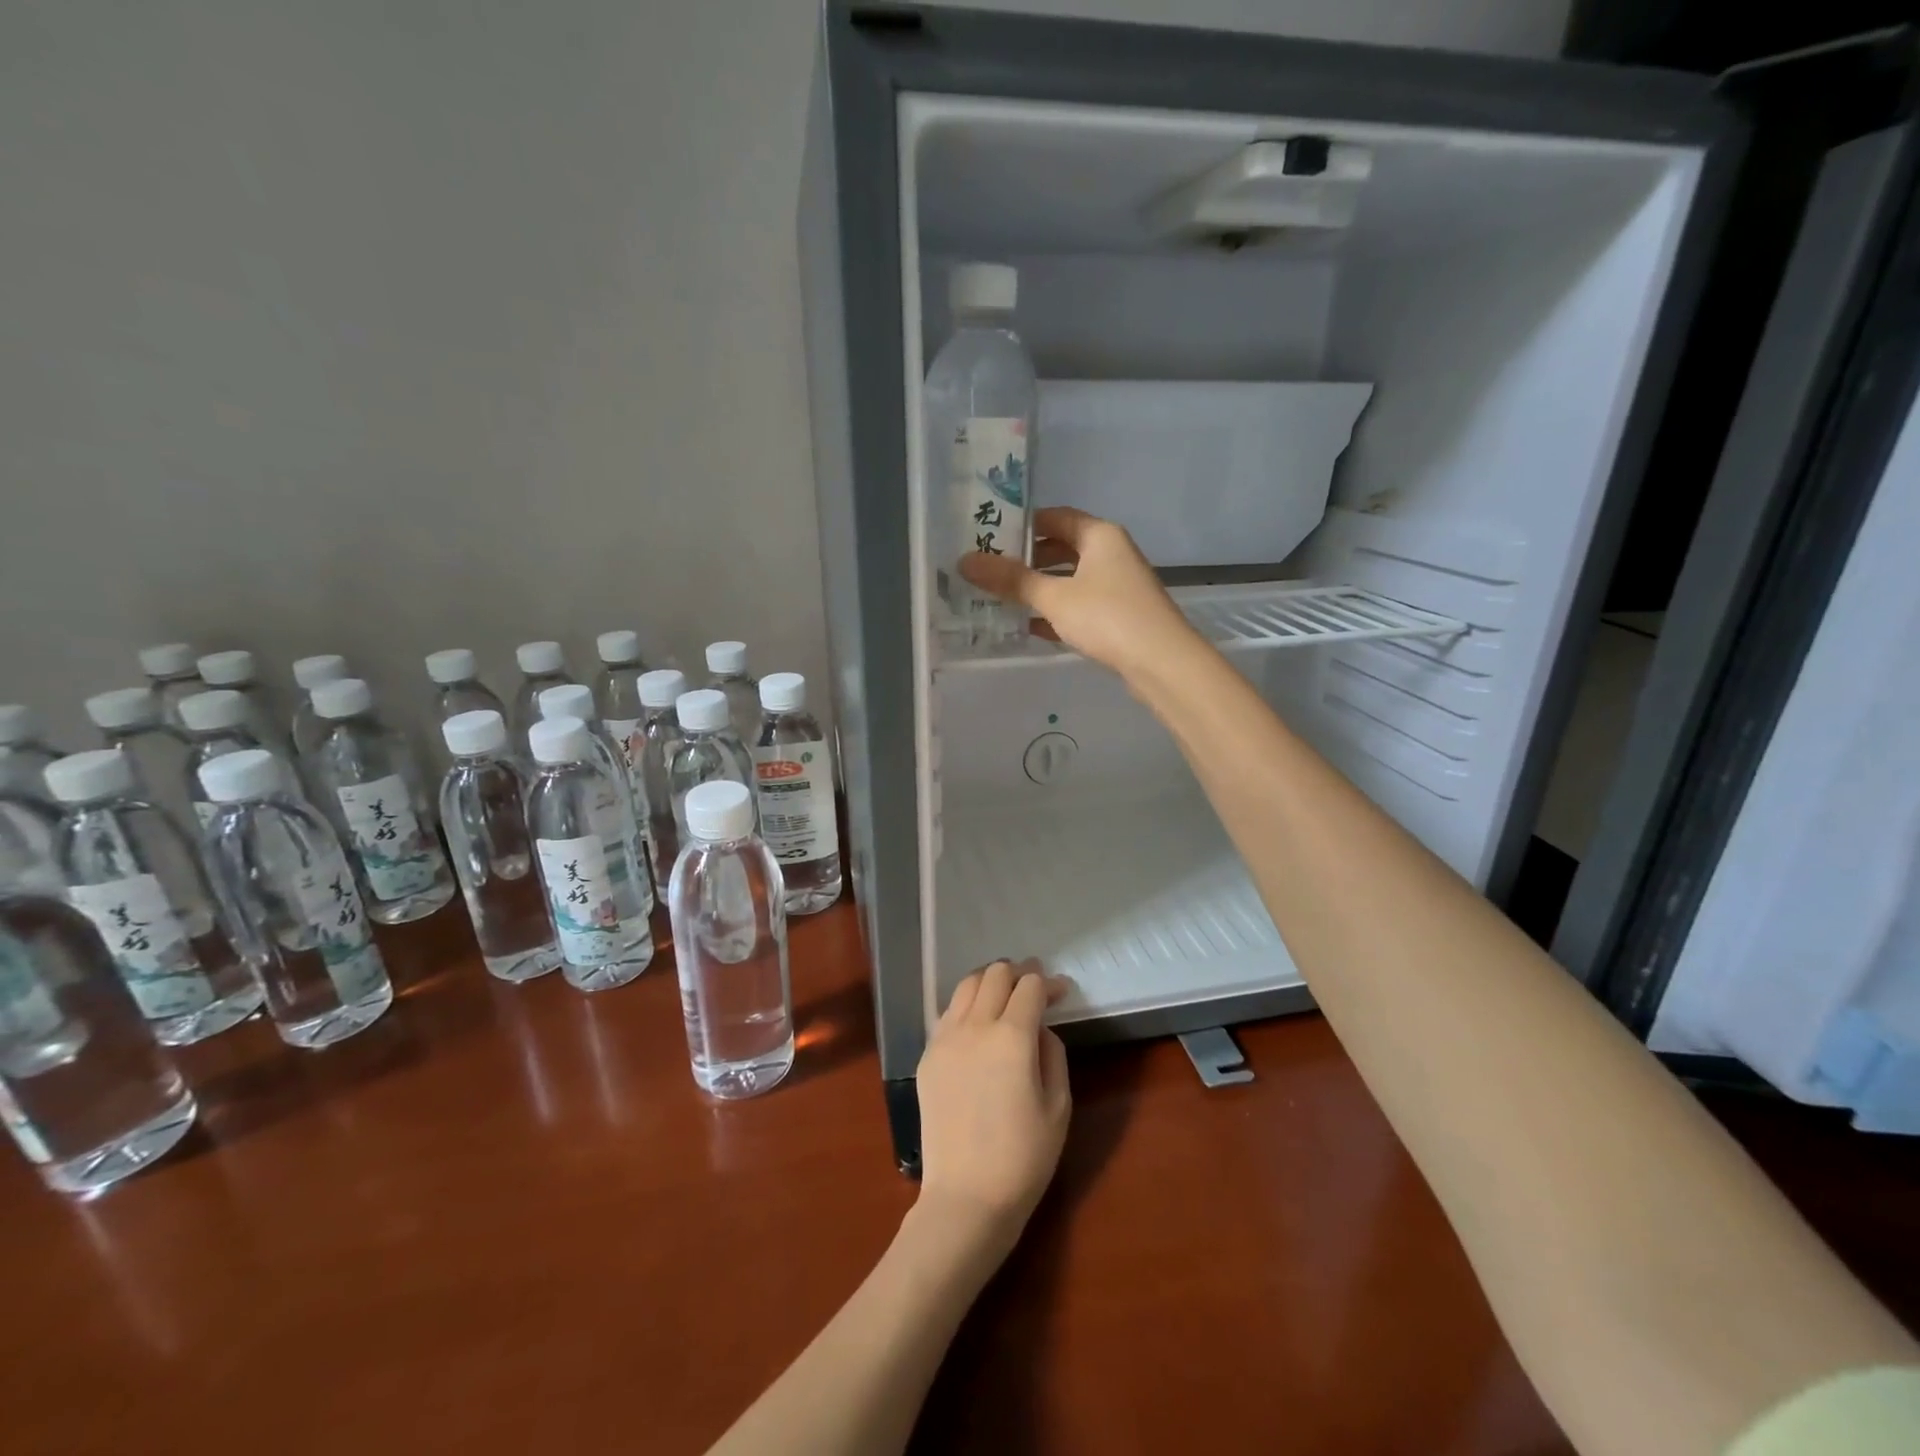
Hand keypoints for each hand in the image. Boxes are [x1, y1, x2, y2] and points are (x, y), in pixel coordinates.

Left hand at [915, 960, 1071, 1253]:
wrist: (965, 1198)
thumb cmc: (1023, 1159)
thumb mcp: (1059, 1107)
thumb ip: (1053, 1055)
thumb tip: (1041, 1028)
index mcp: (1012, 1037)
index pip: (1030, 986)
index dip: (1049, 983)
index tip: (1062, 992)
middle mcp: (975, 1026)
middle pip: (995, 974)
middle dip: (1019, 973)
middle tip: (1034, 988)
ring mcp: (945, 1039)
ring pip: (966, 985)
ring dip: (990, 982)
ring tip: (1005, 996)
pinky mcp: (927, 1055)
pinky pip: (948, 1013)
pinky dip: (968, 1005)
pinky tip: (978, 1024)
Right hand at [958, 507, 1200, 684]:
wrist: (1161, 663)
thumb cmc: (1107, 617)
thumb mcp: (1054, 597)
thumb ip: (1011, 580)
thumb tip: (965, 561)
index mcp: (1100, 535)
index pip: (1055, 517)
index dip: (1023, 525)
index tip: (989, 536)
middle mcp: (1111, 554)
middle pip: (1062, 548)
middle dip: (1027, 560)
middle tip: (988, 570)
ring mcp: (1117, 586)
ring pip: (1070, 580)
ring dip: (1039, 588)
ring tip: (1001, 598)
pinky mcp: (1118, 617)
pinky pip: (1079, 606)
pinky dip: (1056, 613)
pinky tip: (1029, 626)